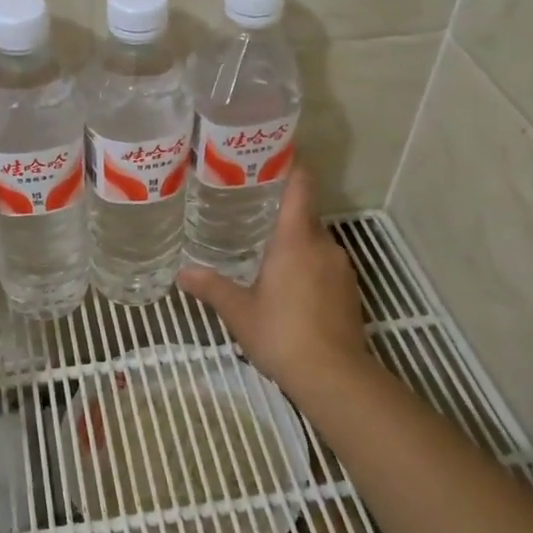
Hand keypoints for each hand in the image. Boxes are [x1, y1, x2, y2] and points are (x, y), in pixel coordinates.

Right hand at [178, 169, 371, 395]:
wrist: (333, 375)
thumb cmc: (282, 333)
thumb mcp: (239, 311)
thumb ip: (212, 287)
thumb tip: (183, 273)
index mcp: (296, 239)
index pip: (301, 187)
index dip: (291, 167)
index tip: (274, 156)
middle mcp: (324, 245)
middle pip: (305, 216)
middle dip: (281, 214)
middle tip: (250, 213)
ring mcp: (341, 268)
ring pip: (315, 243)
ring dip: (294, 244)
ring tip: (264, 252)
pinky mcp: (349, 291)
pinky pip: (325, 265)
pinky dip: (307, 266)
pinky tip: (288, 286)